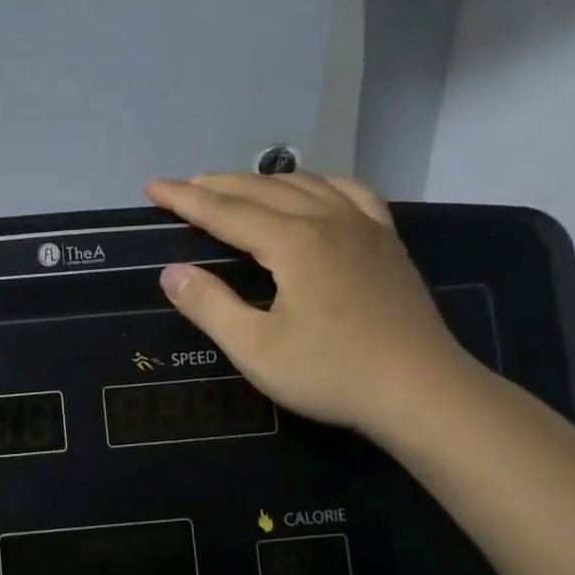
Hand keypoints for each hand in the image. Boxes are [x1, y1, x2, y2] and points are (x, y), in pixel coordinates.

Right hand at [145, 173, 471, 438]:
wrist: (422, 391)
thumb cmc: (331, 373)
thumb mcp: (255, 349)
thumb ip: (209, 306)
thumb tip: (171, 273)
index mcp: (292, 241)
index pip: (224, 211)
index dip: (184, 199)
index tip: (152, 187)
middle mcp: (327, 219)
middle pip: (261, 189)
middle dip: (215, 185)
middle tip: (181, 187)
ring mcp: (364, 226)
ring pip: (304, 184)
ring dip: (261, 182)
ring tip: (233, 189)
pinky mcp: (388, 241)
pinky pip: (351, 193)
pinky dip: (319, 184)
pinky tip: (313, 192)